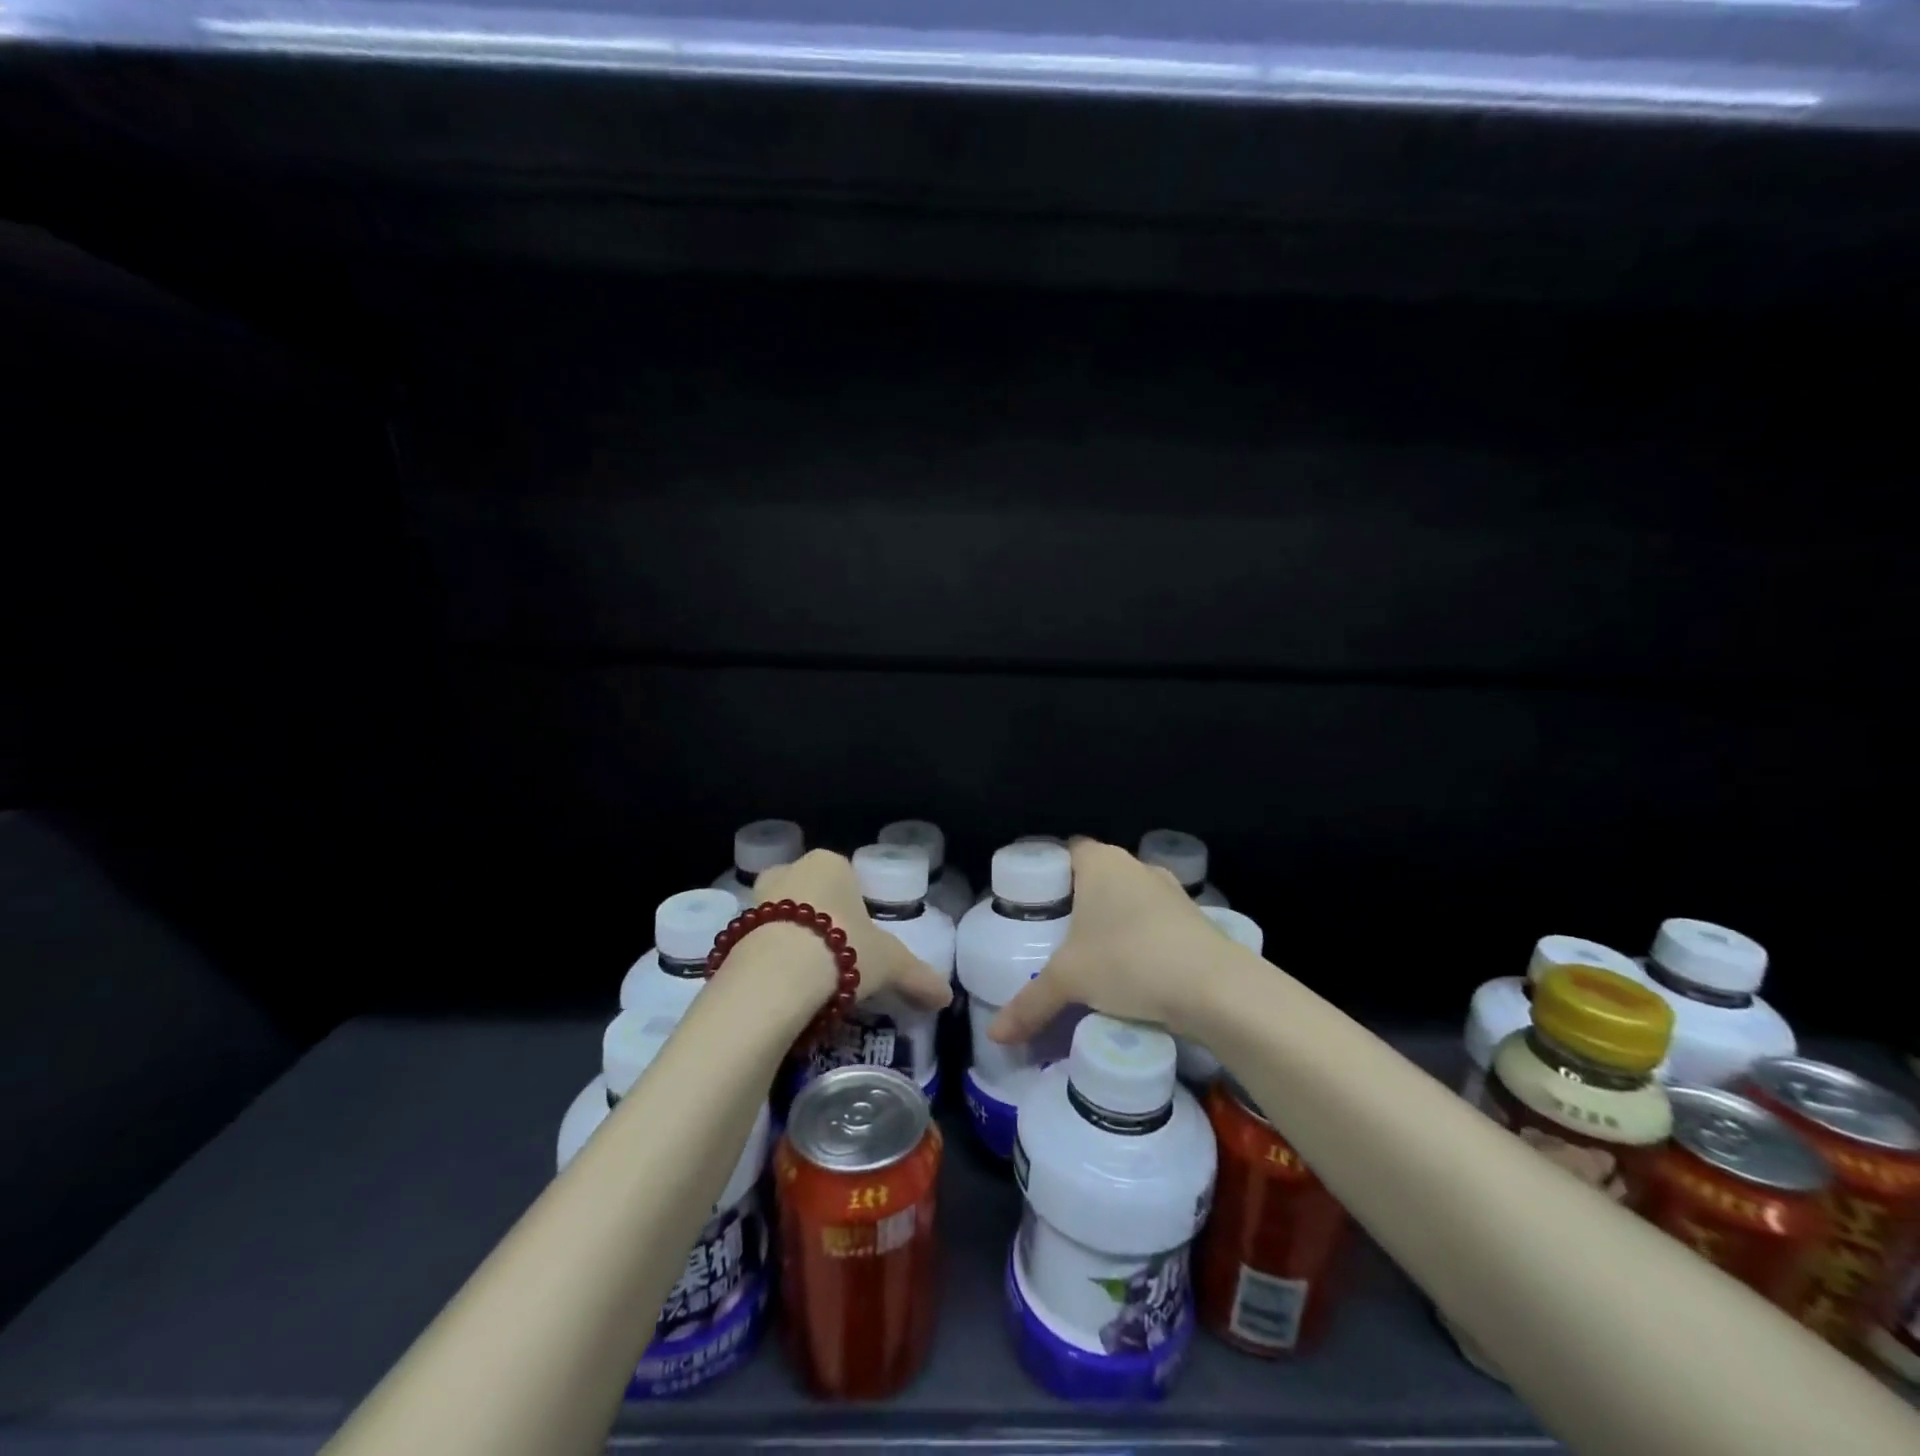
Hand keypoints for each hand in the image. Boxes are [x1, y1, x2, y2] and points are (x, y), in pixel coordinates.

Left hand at [754, 850, 951, 1010]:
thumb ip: (918, 977)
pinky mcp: (732, 932)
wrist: (776, 976)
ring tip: (811, 982)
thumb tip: (946, 997)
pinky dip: (772, 963)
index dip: (858, 912)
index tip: (863, 945)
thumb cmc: (842, 949)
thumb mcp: (890, 963)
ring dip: (795, 942)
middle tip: (837, 961)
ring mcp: (756, 900)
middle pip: (812, 896)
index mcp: (829, 863)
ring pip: (783, 919)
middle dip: (822, 923)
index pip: (848, 880)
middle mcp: (790, 871)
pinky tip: (785, 991)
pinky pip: (760, 945)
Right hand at [987, 837, 1228, 1044]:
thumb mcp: (1069, 981)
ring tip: (1093, 958)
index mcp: (1101, 862)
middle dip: (1079, 903)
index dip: (1050, 873)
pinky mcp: (1195, 920)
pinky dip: (1142, 940)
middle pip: (1098, 875)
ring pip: (1130, 900)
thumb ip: (1029, 1003)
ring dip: (1114, 923)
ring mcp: (1171, 892)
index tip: (1035, 905)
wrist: (1215, 988)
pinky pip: (1155, 923)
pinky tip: (1133, 972)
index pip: (1068, 851)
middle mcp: (1136, 866)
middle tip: (1057, 936)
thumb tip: (994, 1035)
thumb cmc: (1129, 961)